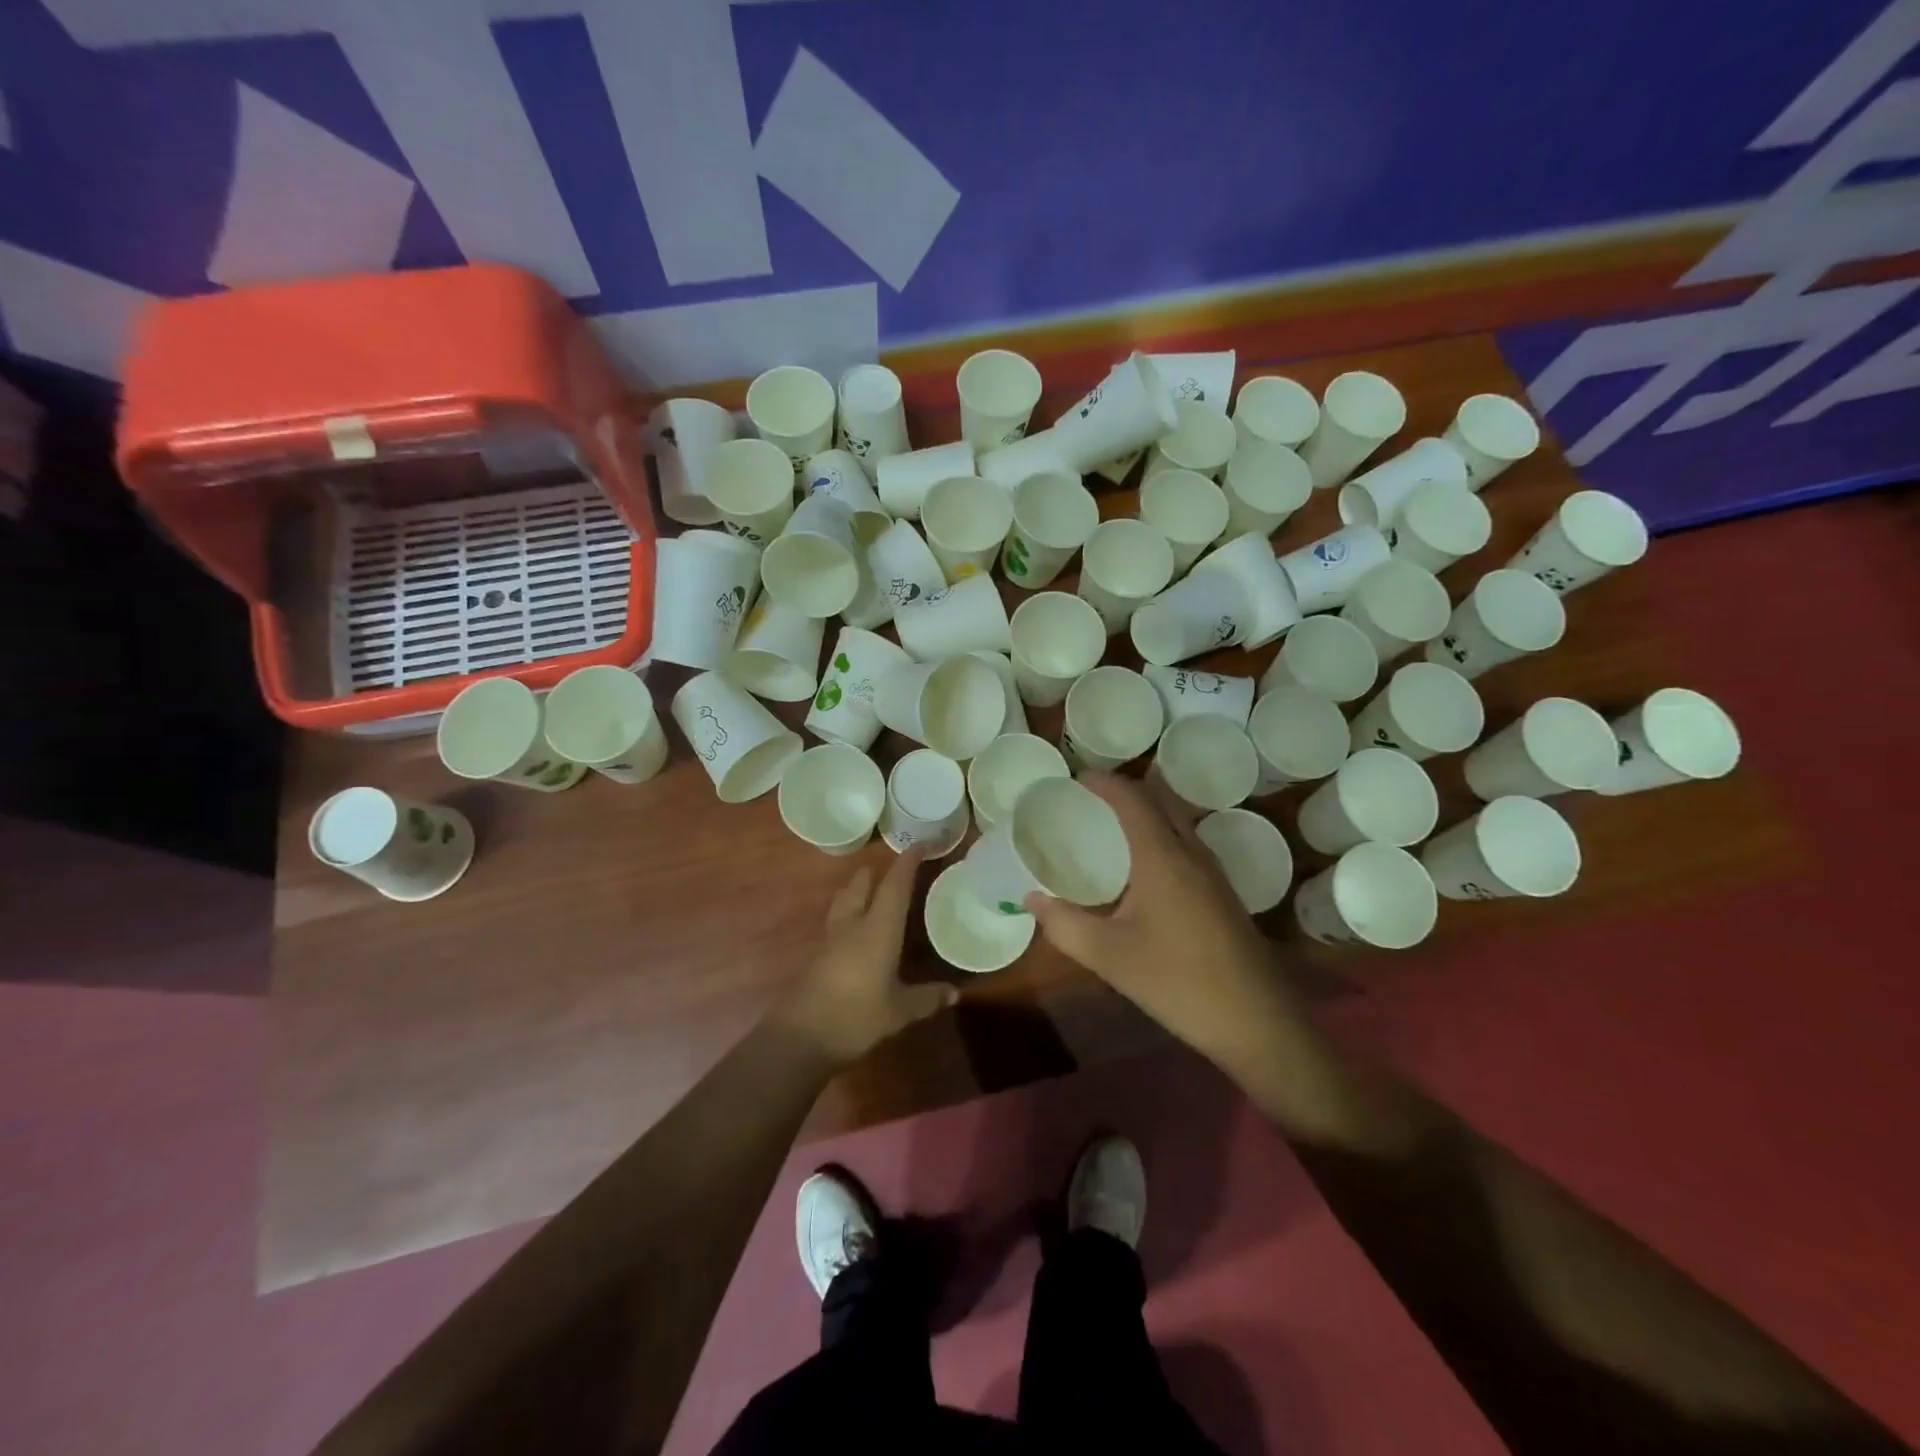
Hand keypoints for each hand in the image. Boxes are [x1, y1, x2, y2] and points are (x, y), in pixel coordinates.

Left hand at [777, 849, 956, 1065]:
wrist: (800, 1039)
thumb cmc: (856, 1017)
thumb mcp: (900, 1011)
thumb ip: (927, 998)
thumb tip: (955, 992)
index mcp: (878, 928)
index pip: (895, 884)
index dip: (908, 862)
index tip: (921, 844)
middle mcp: (853, 924)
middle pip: (862, 883)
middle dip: (878, 871)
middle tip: (898, 871)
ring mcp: (831, 938)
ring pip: (844, 899)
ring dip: (859, 889)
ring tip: (874, 892)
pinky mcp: (818, 955)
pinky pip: (837, 921)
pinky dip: (850, 913)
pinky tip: (859, 930)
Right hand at [1025, 775, 1273, 1056]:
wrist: (1257, 1021)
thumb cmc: (1178, 981)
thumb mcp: (1110, 956)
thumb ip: (1065, 925)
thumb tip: (1032, 899)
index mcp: (1163, 857)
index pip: (1132, 799)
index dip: (1104, 783)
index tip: (1075, 779)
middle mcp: (1191, 853)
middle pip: (1159, 800)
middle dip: (1125, 790)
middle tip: (1089, 798)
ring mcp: (1213, 873)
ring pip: (1177, 821)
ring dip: (1146, 811)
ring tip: (1110, 825)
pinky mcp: (1223, 894)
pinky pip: (1186, 844)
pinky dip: (1160, 834)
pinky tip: (1143, 867)